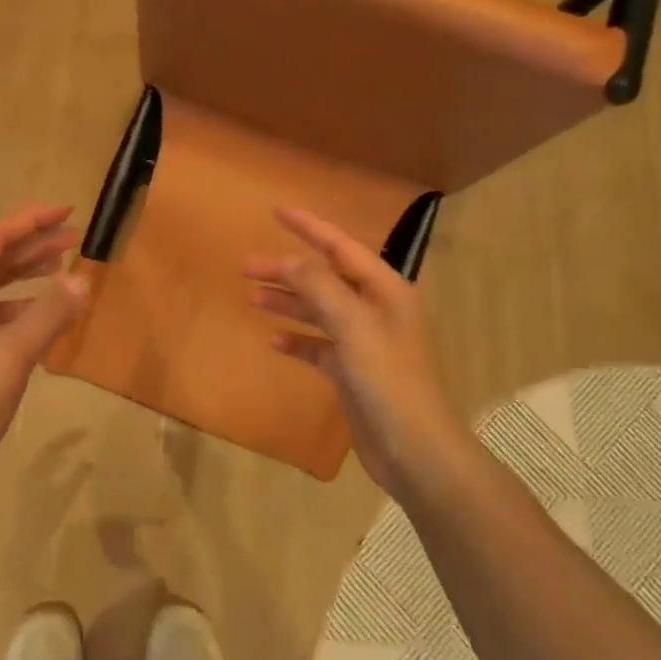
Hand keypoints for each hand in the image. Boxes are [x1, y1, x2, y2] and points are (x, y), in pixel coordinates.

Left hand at [0, 204, 85, 527]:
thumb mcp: (7, 358)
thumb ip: (47, 315)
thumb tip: (82, 278)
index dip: (27, 224)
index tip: (65, 211)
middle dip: (30, 250)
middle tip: (73, 237)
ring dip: (24, 282)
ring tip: (63, 270)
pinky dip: (17, 317)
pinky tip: (43, 323)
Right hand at [243, 206, 466, 496]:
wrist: (413, 449)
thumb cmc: (388, 380)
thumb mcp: (353, 326)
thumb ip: (320, 287)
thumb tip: (288, 261)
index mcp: (385, 290)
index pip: (341, 246)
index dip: (308, 227)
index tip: (276, 210)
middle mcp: (375, 309)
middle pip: (324, 278)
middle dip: (287, 270)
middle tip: (246, 266)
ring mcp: (363, 342)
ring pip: (319, 310)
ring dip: (288, 302)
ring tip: (253, 296)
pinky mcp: (352, 372)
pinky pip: (319, 346)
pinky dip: (297, 340)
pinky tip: (273, 340)